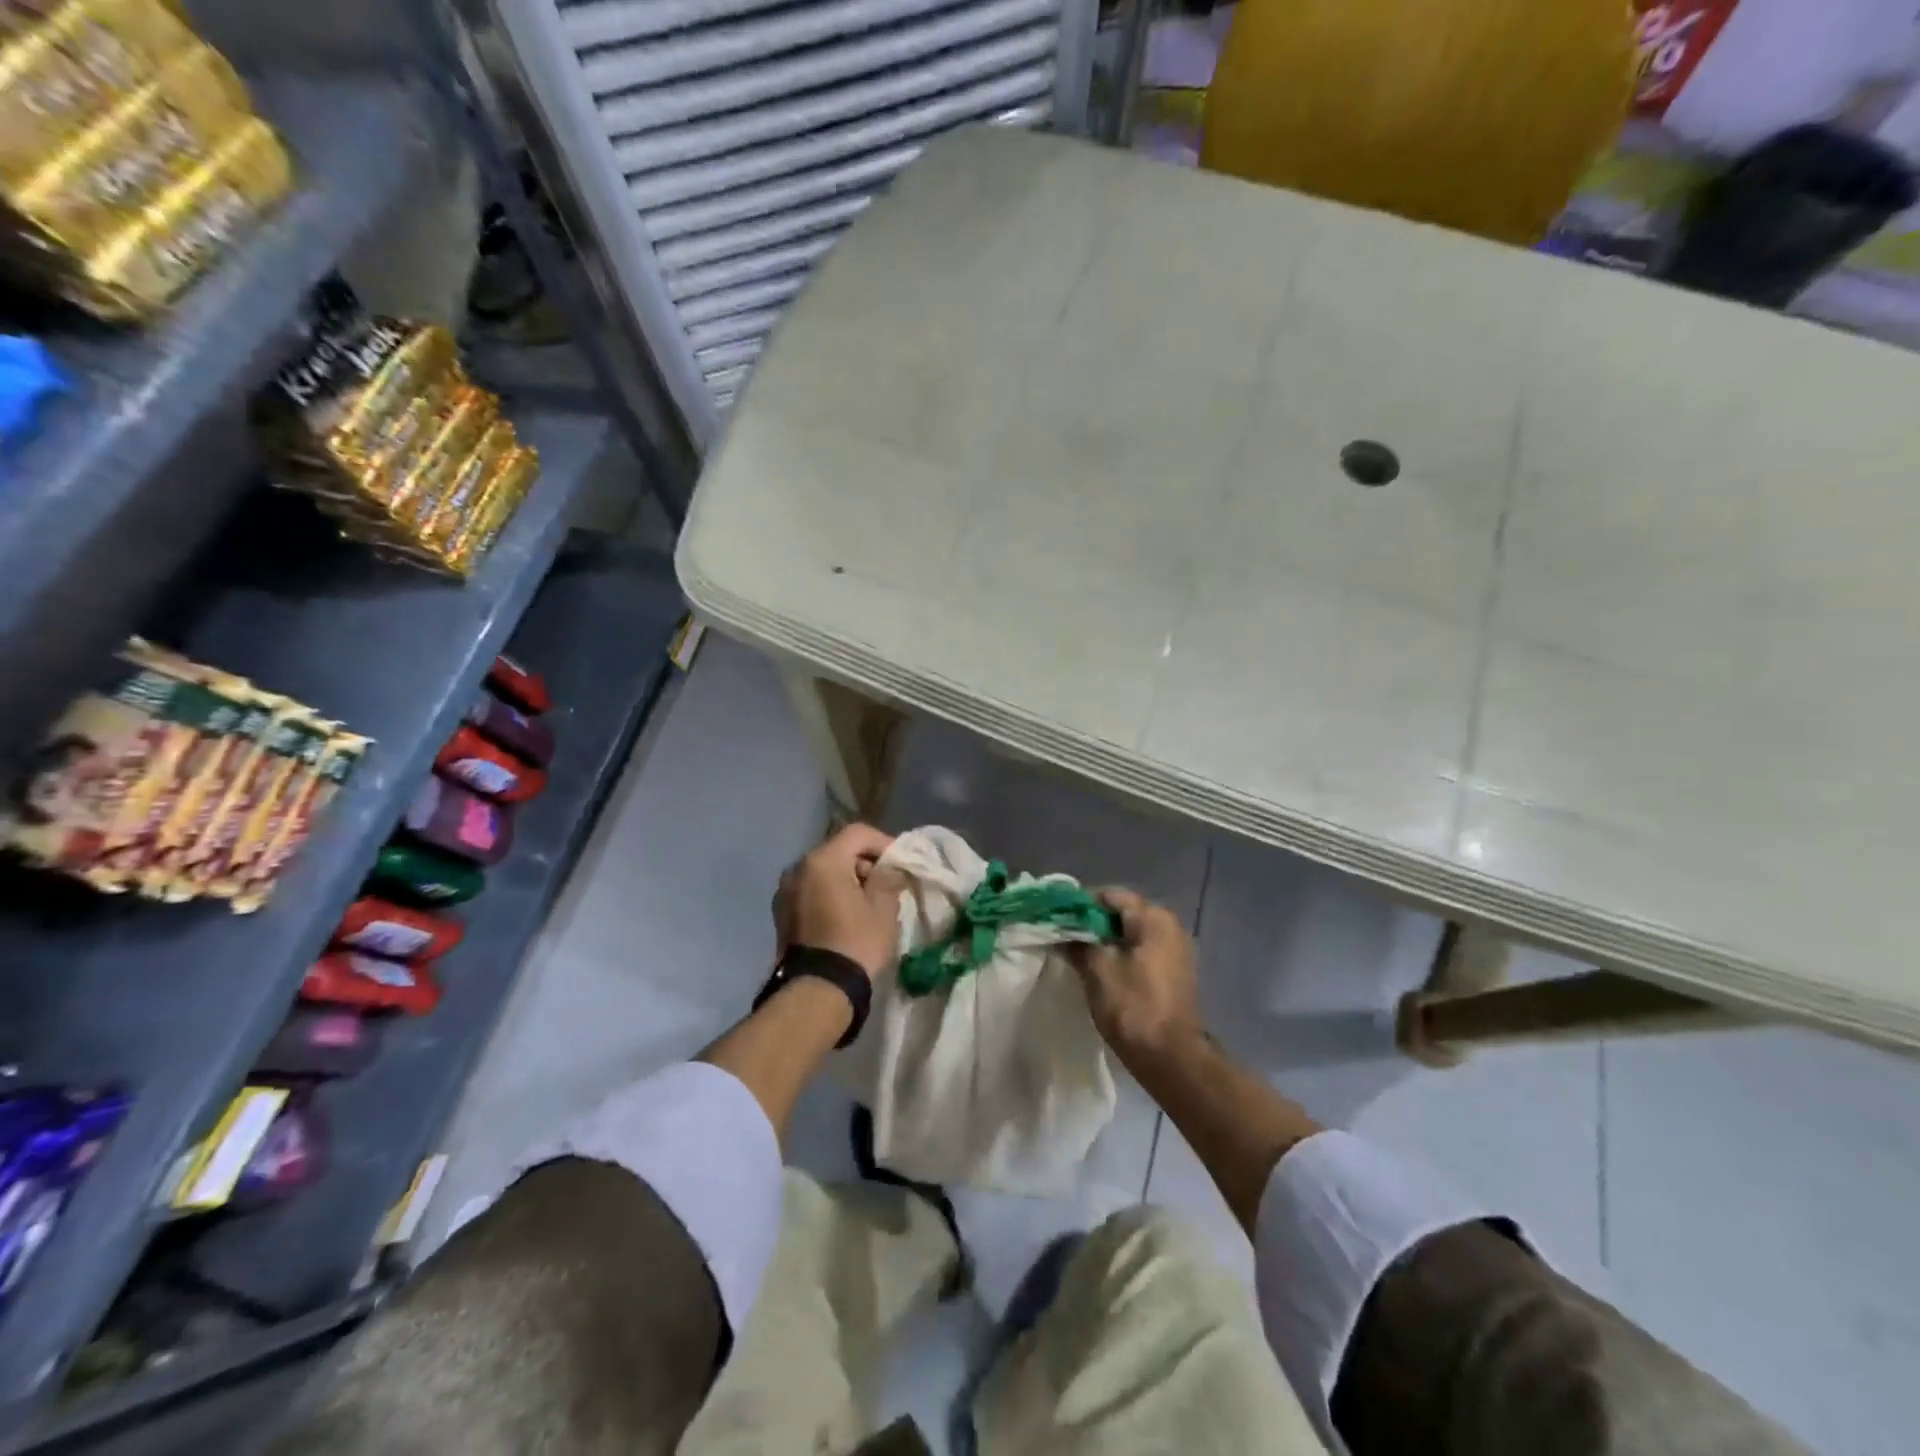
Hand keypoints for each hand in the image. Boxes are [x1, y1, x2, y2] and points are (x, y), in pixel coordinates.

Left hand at [772, 823, 907, 977]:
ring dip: (846, 879)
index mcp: (822, 860)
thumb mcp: (883, 907)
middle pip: (838, 851)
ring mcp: (784, 891)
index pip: (858, 834)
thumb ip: (888, 878)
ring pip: (823, 872)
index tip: (900, 863)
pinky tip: (845, 916)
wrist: (818, 990)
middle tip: (887, 883)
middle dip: (864, 862)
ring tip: (867, 902)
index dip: (883, 842)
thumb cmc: (856, 942)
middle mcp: (797, 868)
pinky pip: (811, 892)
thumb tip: (888, 869)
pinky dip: (829, 895)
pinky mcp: (780, 914)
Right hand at [1069, 889, 1204, 1066]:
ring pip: (1131, 932)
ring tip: (1079, 954)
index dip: (1081, 905)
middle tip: (1065, 937)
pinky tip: (1101, 968)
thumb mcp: (1097, 970)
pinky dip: (1121, 953)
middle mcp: (1170, 925)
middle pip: (1122, 912)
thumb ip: (1078, 943)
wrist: (1171, 1058)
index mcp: (1153, 918)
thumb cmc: (1133, 1007)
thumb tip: (1061, 931)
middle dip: (1092, 923)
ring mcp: (1175, 948)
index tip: (1058, 919)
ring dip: (1106, 939)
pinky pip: (1142, 950)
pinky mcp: (1174, 970)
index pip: (1110, 895)